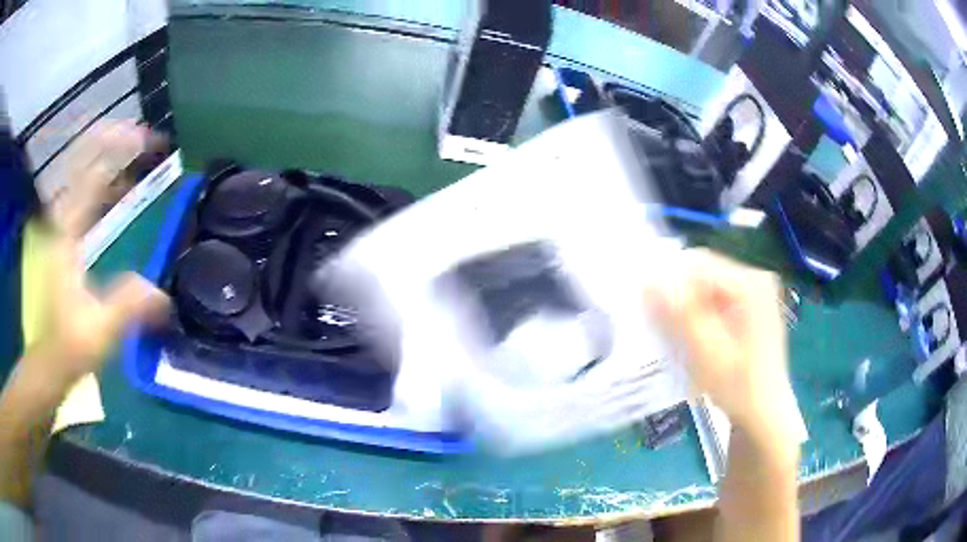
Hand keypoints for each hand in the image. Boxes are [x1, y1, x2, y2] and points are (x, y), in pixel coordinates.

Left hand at [25, 121, 169, 388]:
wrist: (52, 357)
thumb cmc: (72, 344)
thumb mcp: (101, 330)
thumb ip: (128, 307)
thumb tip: (161, 293)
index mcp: (67, 234)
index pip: (90, 173)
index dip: (117, 149)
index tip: (147, 140)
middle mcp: (62, 220)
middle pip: (83, 161)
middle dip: (113, 143)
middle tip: (145, 139)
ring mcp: (61, 227)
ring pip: (81, 174)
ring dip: (108, 158)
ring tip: (136, 153)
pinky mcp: (65, 237)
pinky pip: (82, 194)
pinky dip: (101, 180)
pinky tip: (118, 188)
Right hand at [647, 249, 795, 434]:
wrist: (764, 413)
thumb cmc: (737, 386)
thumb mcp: (704, 352)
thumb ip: (677, 315)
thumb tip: (646, 282)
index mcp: (750, 284)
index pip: (698, 263)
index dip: (668, 280)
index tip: (647, 306)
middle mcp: (755, 278)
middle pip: (704, 272)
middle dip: (678, 293)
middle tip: (659, 322)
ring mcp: (756, 291)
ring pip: (707, 285)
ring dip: (687, 304)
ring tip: (674, 332)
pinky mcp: (752, 305)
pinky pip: (717, 297)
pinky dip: (700, 311)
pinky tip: (692, 334)